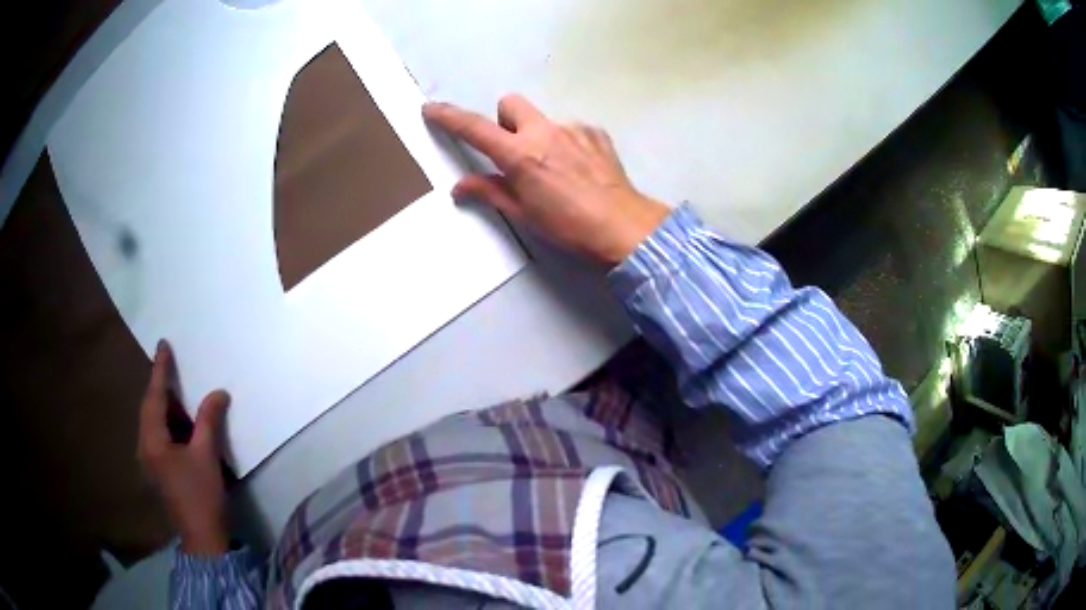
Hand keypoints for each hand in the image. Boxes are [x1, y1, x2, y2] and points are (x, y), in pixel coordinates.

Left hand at [138, 340, 230, 555]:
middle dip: (161, 387)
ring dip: (166, 406)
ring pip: (155, 423)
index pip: (155, 396)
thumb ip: (209, 421)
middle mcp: (145, 446)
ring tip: (179, 390)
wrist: (203, 539)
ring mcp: (151, 461)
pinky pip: (160, 436)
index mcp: (152, 440)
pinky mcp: (160, 471)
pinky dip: (170, 423)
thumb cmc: (201, 495)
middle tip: (172, 366)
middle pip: (150, 408)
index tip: (163, 345)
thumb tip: (218, 392)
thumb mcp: (206, 456)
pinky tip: (182, 423)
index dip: (160, 370)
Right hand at [423, 95, 669, 265]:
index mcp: (520, 154)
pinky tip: (578, 169)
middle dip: (504, 120)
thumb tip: (460, 186)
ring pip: (543, 119)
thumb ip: (490, 192)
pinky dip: (566, 143)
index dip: (449, 117)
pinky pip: (570, 129)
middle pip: (511, 103)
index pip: (474, 128)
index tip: (432, 109)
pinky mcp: (596, 134)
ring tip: (554, 170)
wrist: (624, 227)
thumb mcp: (524, 214)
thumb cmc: (569, 227)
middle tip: (511, 151)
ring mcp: (573, 129)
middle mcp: (544, 132)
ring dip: (537, 135)